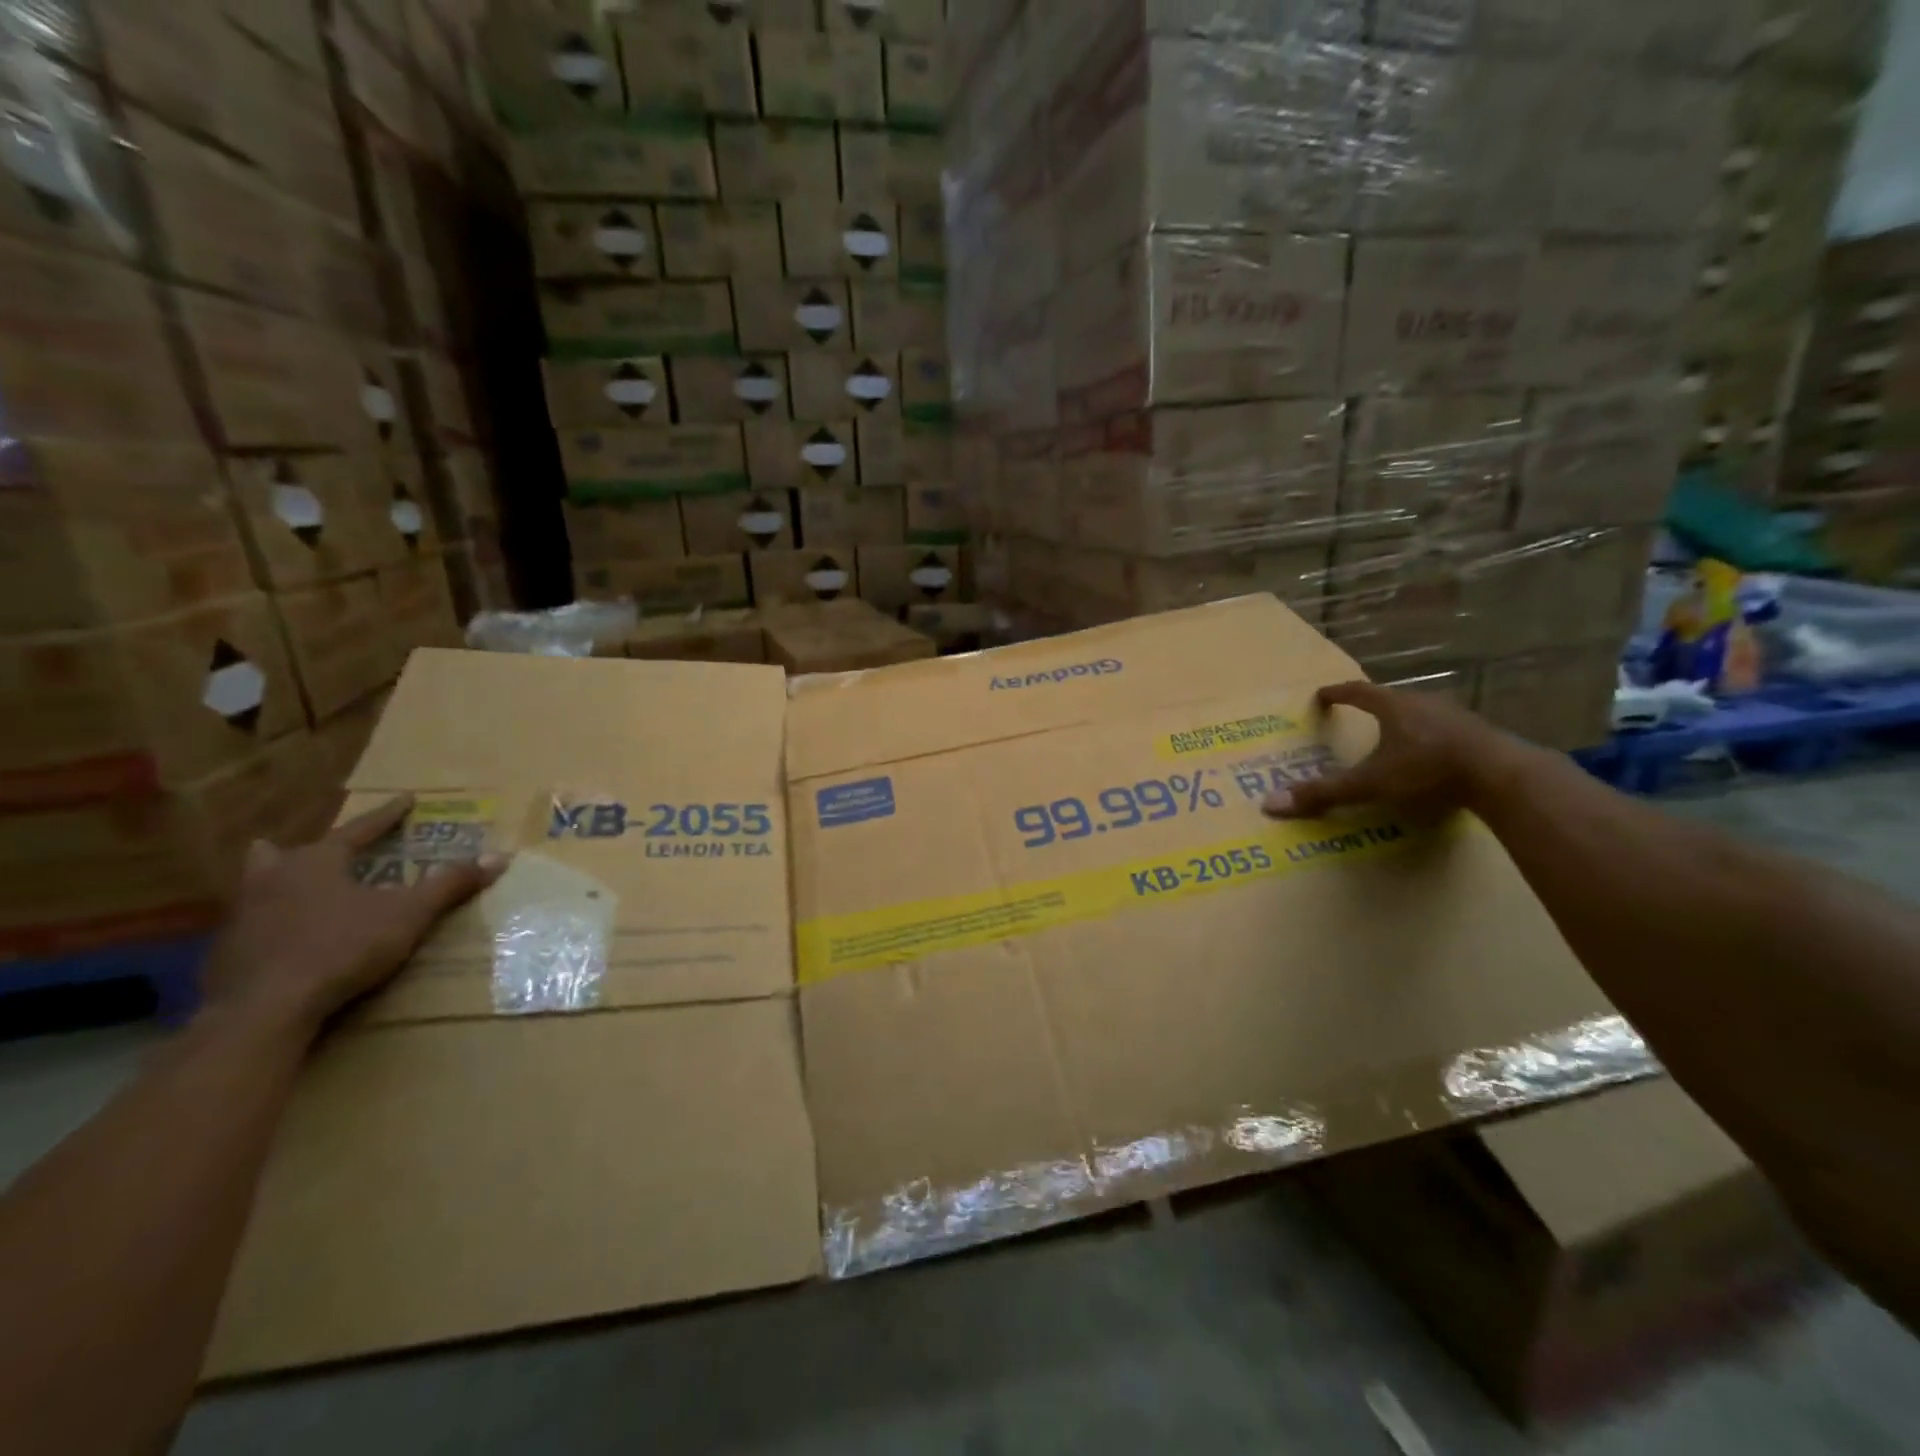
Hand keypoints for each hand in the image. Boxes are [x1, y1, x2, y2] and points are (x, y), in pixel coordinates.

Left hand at [199, 796, 509, 1041]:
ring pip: (256, 889)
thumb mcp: (408, 915)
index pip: (359, 829)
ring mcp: (241, 918)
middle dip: (299, 850)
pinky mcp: (225, 955)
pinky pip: (250, 928)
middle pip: (283, 854)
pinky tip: (279, 940)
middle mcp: (271, 880)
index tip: (406, 799)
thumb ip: (449, 885)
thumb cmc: (341, 948)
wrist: (262, 1010)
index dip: (386, 816)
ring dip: (274, 886)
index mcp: (315, 862)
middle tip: (311, 850)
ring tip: (286, 888)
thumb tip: (499, 856)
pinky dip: (267, 926)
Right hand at [1264, 681, 1510, 820]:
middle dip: (1373, 707)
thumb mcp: (1370, 784)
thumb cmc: (1428, 770)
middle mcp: (1423, 703)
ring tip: (1393, 739)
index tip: (1322, 694)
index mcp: (1393, 707)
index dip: (1337, 693)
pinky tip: (1430, 758)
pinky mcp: (1479, 735)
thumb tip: (1270, 803)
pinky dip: (1429, 740)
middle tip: (1357, 717)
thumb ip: (1324, 792)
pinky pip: (1445, 731)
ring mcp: (1455, 717)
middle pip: (1391, 700)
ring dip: (1404, 723)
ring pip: (1421, 714)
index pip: (1358, 692)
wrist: (1502, 775)